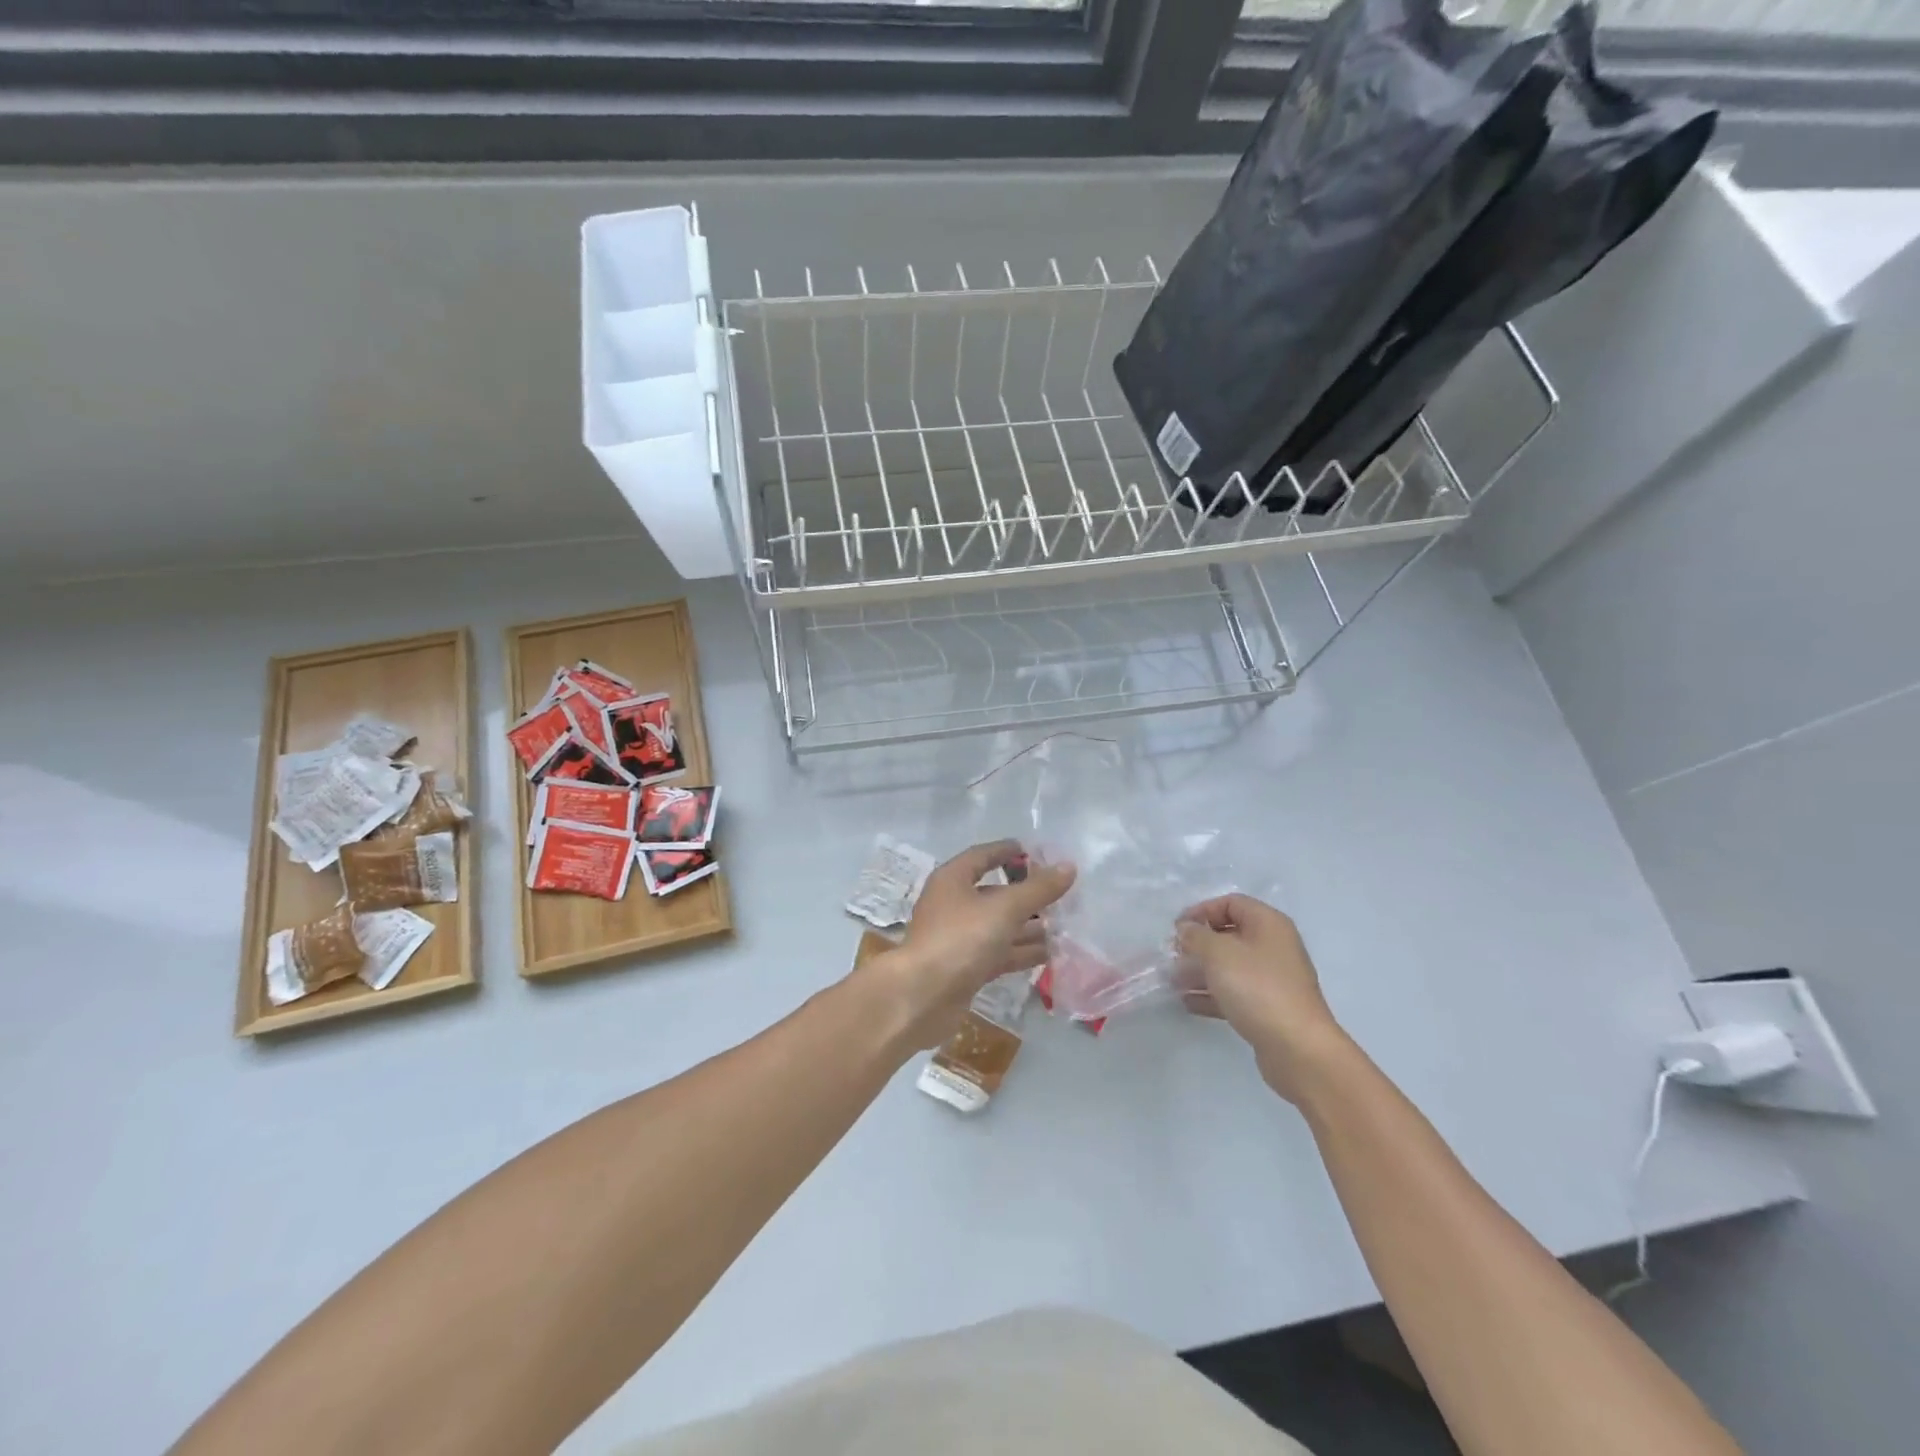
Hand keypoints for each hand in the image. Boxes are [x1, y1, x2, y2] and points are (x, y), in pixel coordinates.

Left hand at [866, 841, 1074, 1049]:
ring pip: (998, 925)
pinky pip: (998, 952)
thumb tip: (1068, 867)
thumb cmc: (961, 939)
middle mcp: (953, 904)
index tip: (1037, 852)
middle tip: (1061, 894)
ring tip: (1064, 925)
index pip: (982, 855)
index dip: (1008, 852)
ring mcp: (958, 937)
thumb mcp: (1004, 909)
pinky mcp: (965, 967)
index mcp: (953, 879)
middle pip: (993, 892)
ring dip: (1028, 926)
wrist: (922, 996)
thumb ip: (1038, 889)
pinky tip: (1049, 954)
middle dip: (1026, 894)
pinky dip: (1020, 952)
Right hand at [1176, 894, 1346, 1101]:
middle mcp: (1273, 947)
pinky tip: (1187, 1002)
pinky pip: (1234, 992)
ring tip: (1173, 981)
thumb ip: (1196, 936)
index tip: (1177, 928)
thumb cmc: (1257, 988)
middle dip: (1198, 944)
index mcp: (1268, 924)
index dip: (1201, 911)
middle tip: (1173, 956)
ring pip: (1229, 966)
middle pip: (1229, 935)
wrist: (1298, 1048)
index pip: (1231, 903)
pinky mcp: (1267, 1007)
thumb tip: (1186, 929)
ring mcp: (1272, 979)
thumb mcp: (1219, 954)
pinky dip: (1211, 994)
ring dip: (1200, 971)